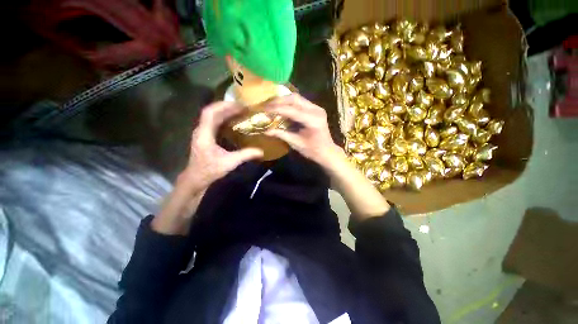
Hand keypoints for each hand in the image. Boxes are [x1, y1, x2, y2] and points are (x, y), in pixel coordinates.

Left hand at [183, 101, 263, 190]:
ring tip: (239, 111)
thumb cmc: (210, 170)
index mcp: (204, 134)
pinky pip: (214, 122)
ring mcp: (202, 133)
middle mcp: (201, 130)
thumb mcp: (230, 162)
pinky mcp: (205, 136)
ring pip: (212, 116)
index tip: (237, 104)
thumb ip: (246, 155)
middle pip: (211, 112)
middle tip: (242, 107)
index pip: (210, 113)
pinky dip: (223, 119)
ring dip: (224, 112)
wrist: (196, 179)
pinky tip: (233, 121)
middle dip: (226, 107)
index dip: (223, 106)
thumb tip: (262, 151)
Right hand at [265, 94, 343, 167]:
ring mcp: (317, 108)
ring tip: (271, 105)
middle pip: (294, 99)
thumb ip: (281, 134)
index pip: (291, 110)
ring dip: (283, 100)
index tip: (263, 109)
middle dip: (278, 101)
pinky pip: (300, 102)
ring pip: (297, 98)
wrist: (327, 151)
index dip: (276, 109)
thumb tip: (265, 131)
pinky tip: (282, 107)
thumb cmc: (313, 150)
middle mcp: (316, 110)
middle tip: (266, 105)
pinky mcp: (316, 108)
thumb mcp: (296, 143)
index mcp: (312, 120)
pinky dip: (289, 103)